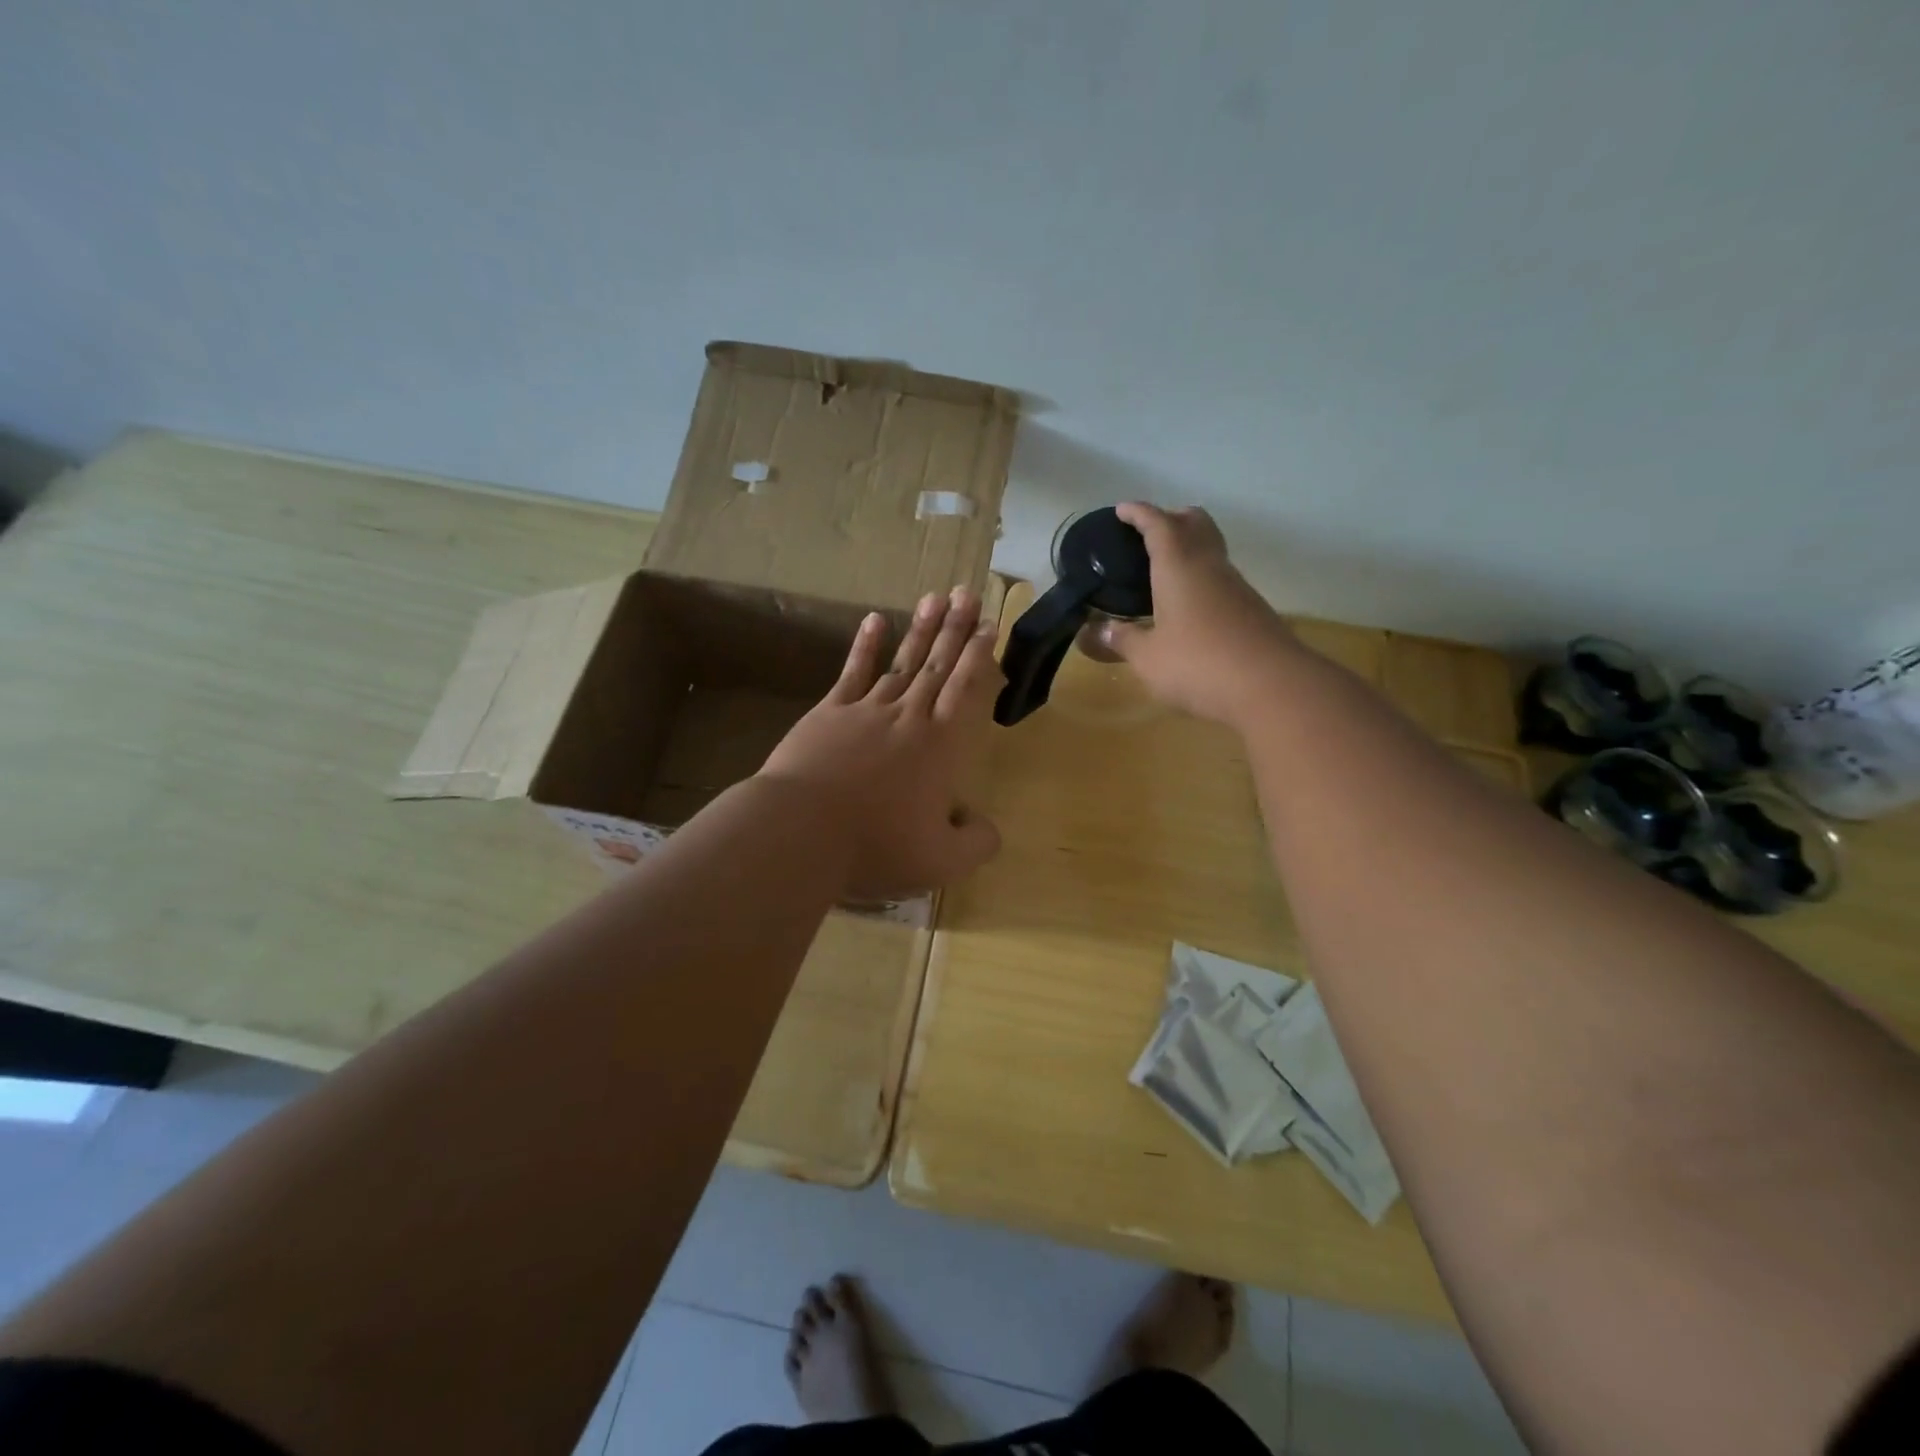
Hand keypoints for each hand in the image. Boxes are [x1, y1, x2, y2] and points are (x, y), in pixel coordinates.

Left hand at [760, 588, 1003, 900]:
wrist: (801, 832)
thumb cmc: (875, 846)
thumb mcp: (940, 861)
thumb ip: (976, 843)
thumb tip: (986, 825)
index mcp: (939, 747)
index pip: (966, 691)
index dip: (979, 657)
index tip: (989, 625)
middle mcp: (907, 717)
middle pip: (937, 665)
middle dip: (955, 628)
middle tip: (968, 592)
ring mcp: (865, 710)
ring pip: (901, 662)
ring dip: (920, 629)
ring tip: (935, 597)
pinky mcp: (828, 714)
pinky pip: (851, 672)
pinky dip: (865, 646)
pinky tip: (874, 620)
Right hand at [1097, 503, 1296, 727]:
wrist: (1272, 687)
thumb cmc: (1198, 664)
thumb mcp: (1148, 657)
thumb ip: (1122, 640)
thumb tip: (1097, 631)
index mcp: (1178, 566)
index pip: (1157, 524)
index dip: (1138, 514)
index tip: (1122, 511)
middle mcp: (1209, 566)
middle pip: (1194, 523)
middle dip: (1171, 519)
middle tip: (1147, 534)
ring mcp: (1235, 586)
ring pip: (1211, 550)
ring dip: (1188, 549)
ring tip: (1161, 571)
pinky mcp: (1250, 609)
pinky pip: (1220, 578)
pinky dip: (1200, 577)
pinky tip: (1187, 605)